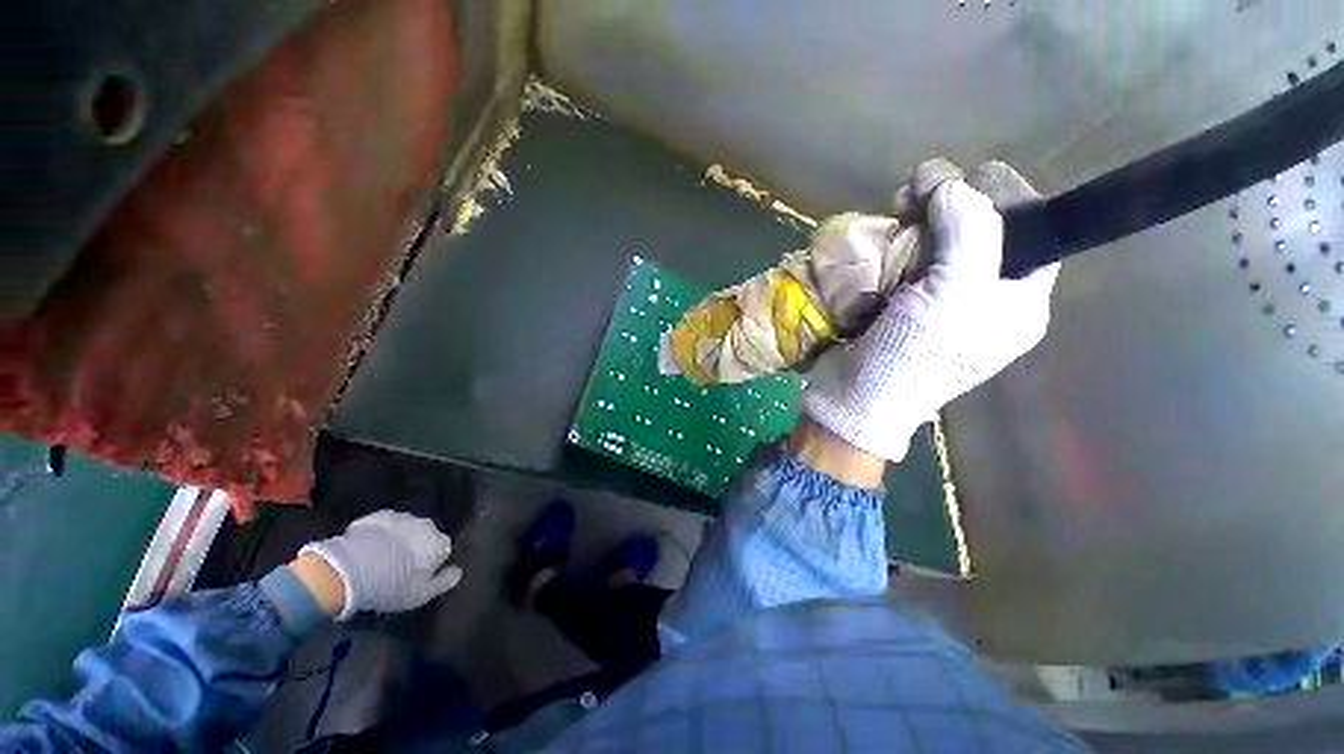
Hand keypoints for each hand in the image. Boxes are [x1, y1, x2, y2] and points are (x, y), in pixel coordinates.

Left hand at [298, 510, 463, 620]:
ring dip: (399, 538)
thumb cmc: (392, 585)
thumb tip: (458, 571)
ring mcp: (403, 518)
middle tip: (400, 565)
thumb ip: (443, 582)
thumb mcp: (421, 594)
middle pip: (426, 535)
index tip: (420, 573)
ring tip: (382, 556)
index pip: (443, 549)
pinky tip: (369, 545)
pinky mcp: (378, 516)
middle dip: (417, 545)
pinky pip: (384, 524)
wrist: (352, 567)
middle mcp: (427, 525)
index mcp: (440, 543)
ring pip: (406, 528)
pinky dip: (380, 532)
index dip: (432, 561)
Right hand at [800, 160, 1058, 461]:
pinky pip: (906, 260)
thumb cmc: (910, 359)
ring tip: (895, 207)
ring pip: (939, 241)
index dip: (1002, 195)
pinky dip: (895, 242)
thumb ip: (970, 235)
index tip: (964, 180)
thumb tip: (955, 185)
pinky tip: (882, 234)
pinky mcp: (900, 303)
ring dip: (918, 219)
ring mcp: (938, 300)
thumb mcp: (953, 299)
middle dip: (952, 203)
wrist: (853, 400)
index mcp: (1017, 301)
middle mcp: (983, 296)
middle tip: (915, 192)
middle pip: (980, 229)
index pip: (1032, 228)